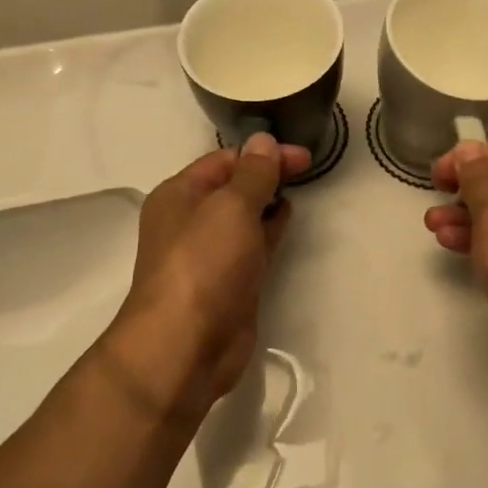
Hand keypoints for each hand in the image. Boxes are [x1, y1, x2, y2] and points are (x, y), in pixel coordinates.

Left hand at [108, 133, 310, 418]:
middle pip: (233, 187)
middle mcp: (190, 221)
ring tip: (302, 188)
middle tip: (308, 168)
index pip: (224, 160)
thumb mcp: (231, 207)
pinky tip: (287, 220)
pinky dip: (270, 230)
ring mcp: (210, 254)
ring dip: (269, 201)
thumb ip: (254, 173)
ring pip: (244, 217)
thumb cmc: (204, 265)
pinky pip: (252, 246)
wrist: (186, 346)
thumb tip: (263, 141)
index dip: (263, 153)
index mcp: (179, 195)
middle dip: (267, 174)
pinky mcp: (229, 283)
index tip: (303, 156)